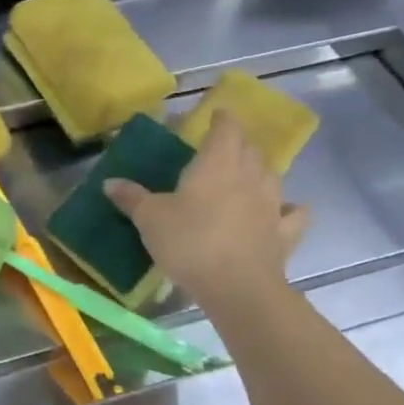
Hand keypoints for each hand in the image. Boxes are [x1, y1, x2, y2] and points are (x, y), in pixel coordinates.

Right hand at [103, 109, 307, 305]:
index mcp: (217, 164)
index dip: (221, 119)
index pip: (226, 128)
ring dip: (260, 171)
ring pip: (272, 176)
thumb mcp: (149, 219)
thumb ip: (131, 198)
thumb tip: (110, 182)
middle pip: (250, 149)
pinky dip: (289, 208)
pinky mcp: (284, 233)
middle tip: (220, 150)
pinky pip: (293, 213)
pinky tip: (283, 210)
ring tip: (246, 177)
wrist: (237, 287)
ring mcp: (272, 205)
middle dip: (238, 144)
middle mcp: (250, 176)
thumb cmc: (190, 242)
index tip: (215, 116)